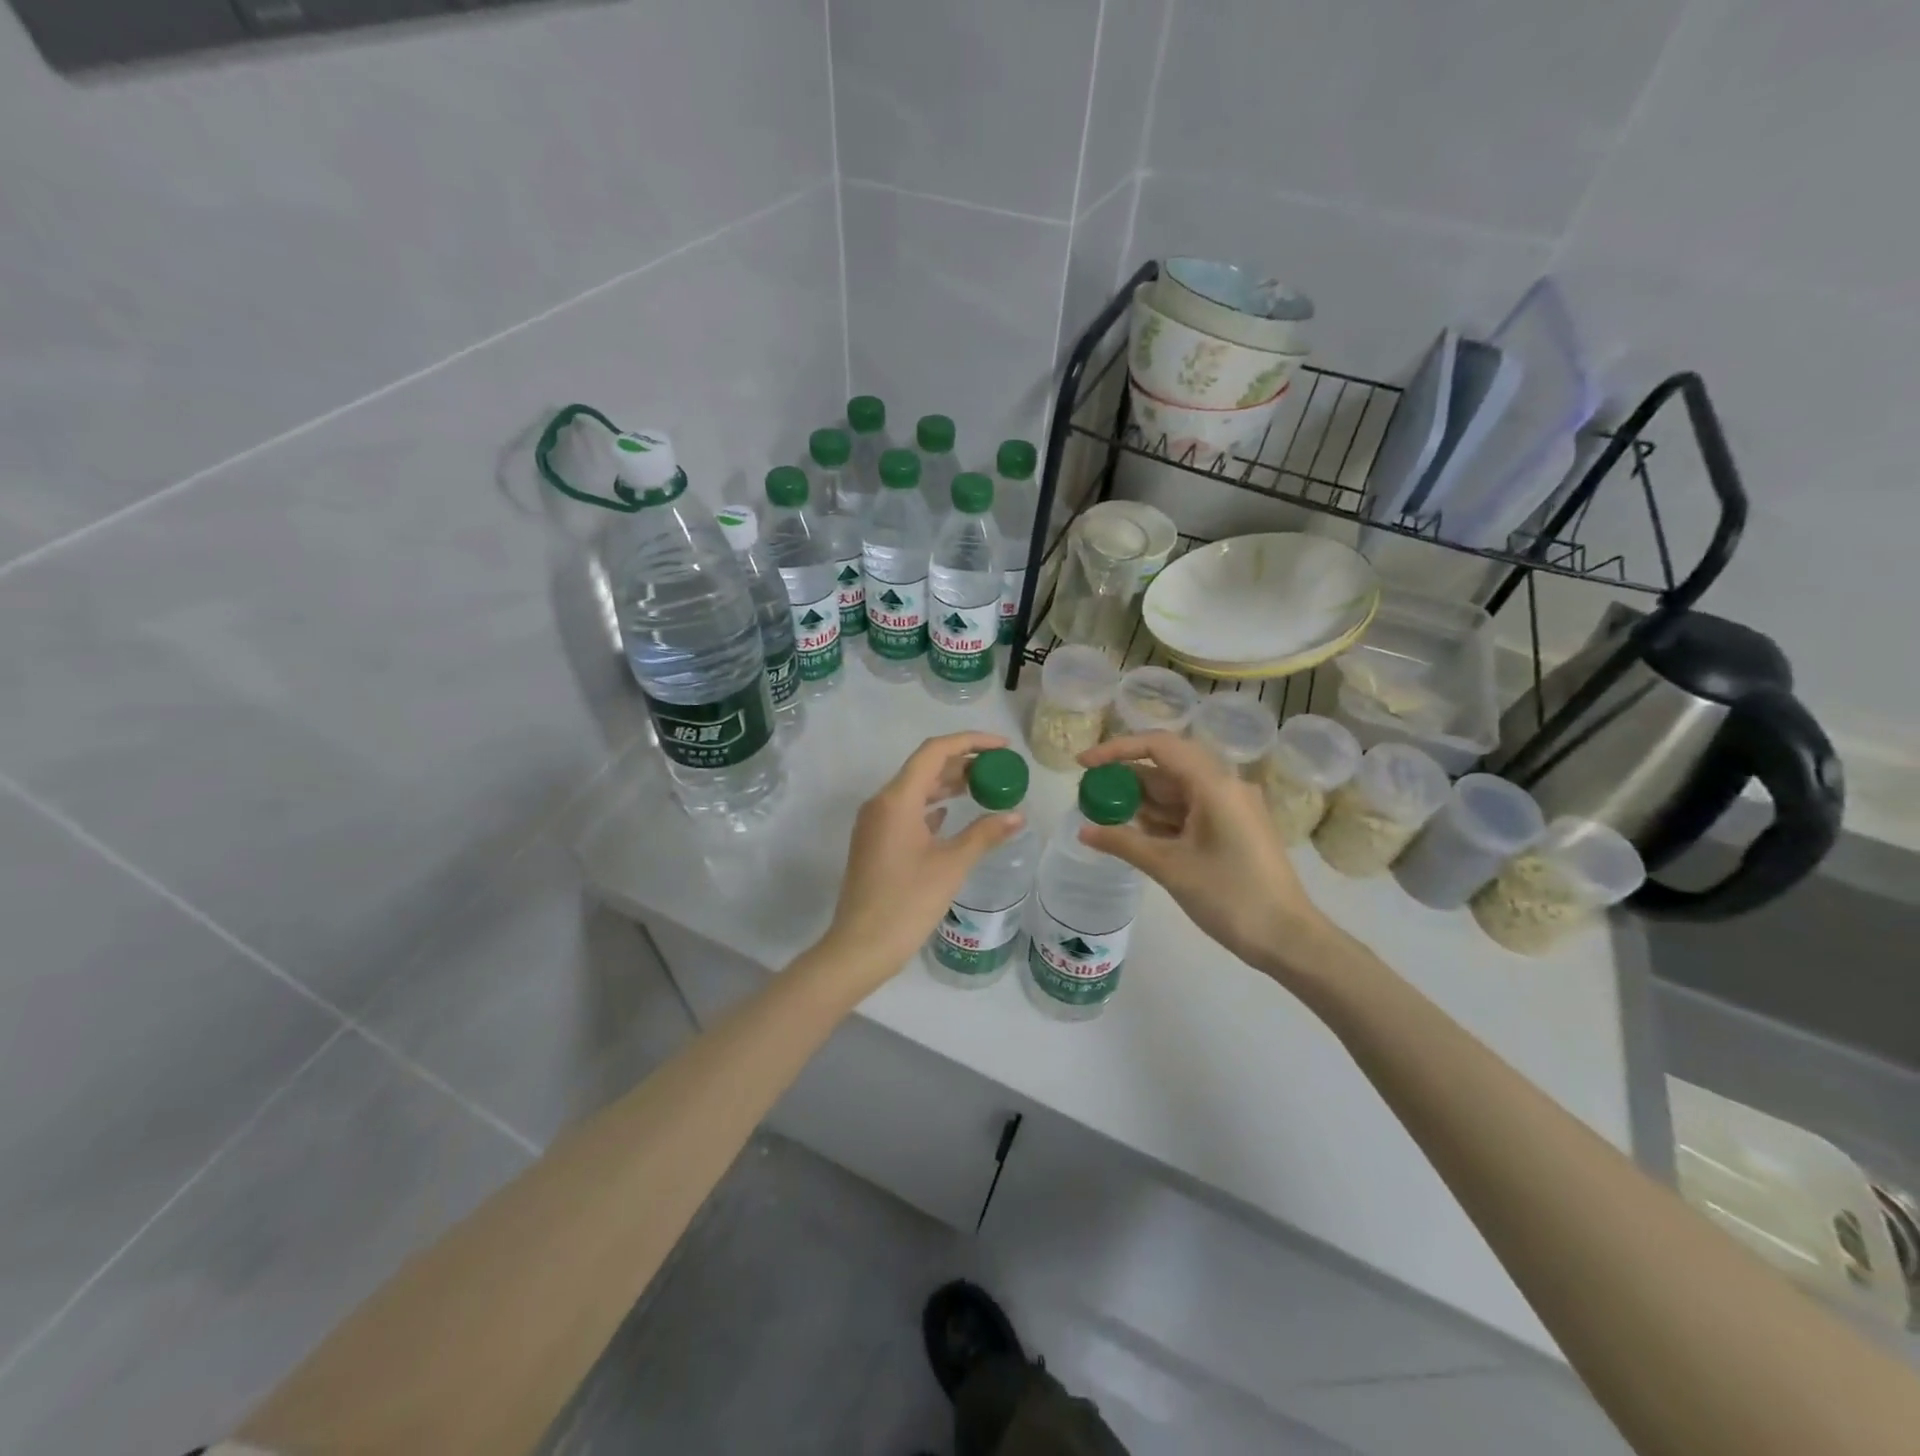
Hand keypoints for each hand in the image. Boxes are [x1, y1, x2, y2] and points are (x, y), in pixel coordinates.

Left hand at [819, 732, 1027, 990]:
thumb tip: (1017, 816)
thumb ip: (985, 834)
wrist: (861, 946)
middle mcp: (882, 802)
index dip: (971, 741)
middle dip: (963, 763)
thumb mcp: (952, 866)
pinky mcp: (875, 841)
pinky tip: (952, 815)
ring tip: (984, 788)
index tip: (1003, 748)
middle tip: (999, 770)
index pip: (935, 751)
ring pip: (916, 789)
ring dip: (948, 785)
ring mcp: (875, 822)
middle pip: (925, 767)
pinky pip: (907, 810)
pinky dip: (932, 806)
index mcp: (897, 799)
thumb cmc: (907, 902)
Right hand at [1076, 732, 1347, 987]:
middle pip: (1166, 766)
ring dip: (1141, 800)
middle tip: (1089, 793)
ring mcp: (1231, 807)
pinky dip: (1160, 817)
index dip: (1117, 749)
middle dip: (1125, 777)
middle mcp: (1225, 786)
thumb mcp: (1170, 867)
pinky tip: (1133, 832)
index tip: (1084, 763)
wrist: (1288, 938)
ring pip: (1176, 790)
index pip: (1159, 746)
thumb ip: (1123, 842)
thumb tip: (1084, 830)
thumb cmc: (1230, 897)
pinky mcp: (1233, 828)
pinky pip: (1189, 810)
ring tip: (1102, 814)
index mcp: (1214, 785)